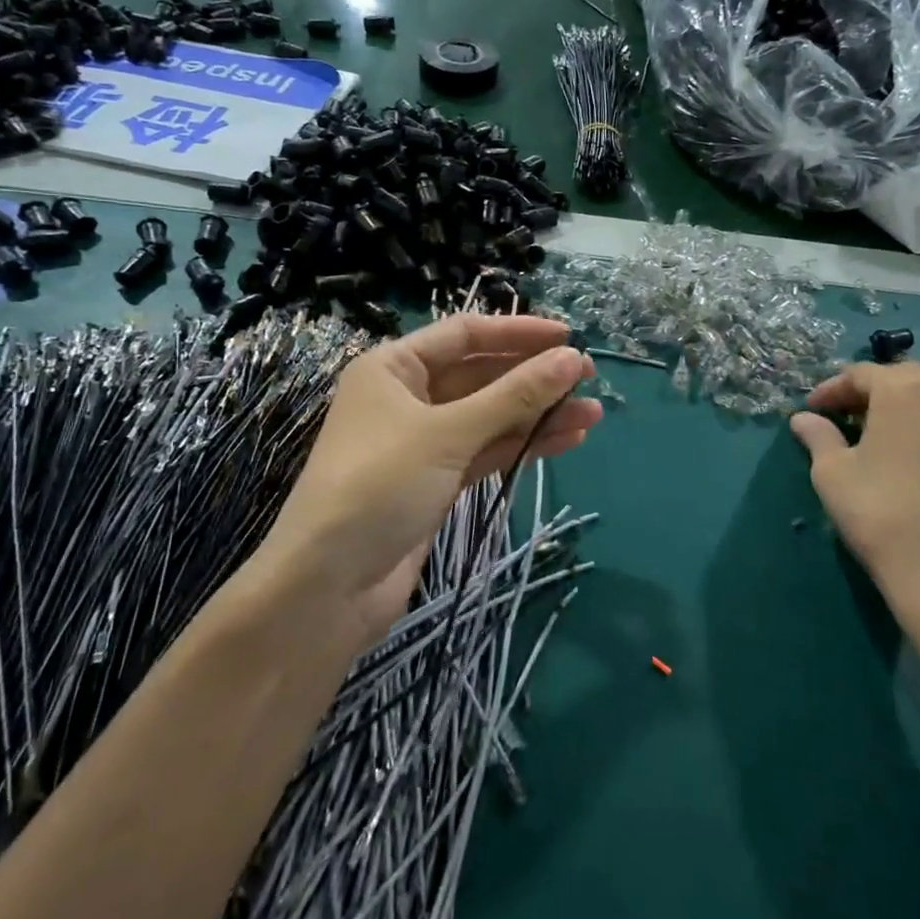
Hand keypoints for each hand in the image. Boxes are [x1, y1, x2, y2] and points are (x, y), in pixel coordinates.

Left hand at [257, 316, 601, 651]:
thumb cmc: (380, 485)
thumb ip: (514, 395)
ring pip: (490, 417)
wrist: (328, 586)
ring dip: (537, 415)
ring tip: (591, 415)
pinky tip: (566, 441)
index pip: (465, 335)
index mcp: (394, 368)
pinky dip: (522, 445)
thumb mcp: (449, 433)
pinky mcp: (437, 481)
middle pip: (481, 376)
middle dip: (533, 378)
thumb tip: (573, 359)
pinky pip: (487, 451)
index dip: (518, 332)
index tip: (569, 338)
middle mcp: (407, 397)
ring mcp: (423, 442)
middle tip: (588, 379)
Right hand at [790, 363, 919, 645]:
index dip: (831, 388)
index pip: (861, 374)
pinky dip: (919, 426)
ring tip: (869, 433)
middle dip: (867, 390)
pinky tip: (900, 455)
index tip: (810, 410)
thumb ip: (817, 436)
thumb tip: (803, 419)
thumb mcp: (832, 471)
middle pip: (900, 377)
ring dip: (896, 406)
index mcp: (903, 392)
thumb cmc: (877, 510)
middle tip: (840, 414)